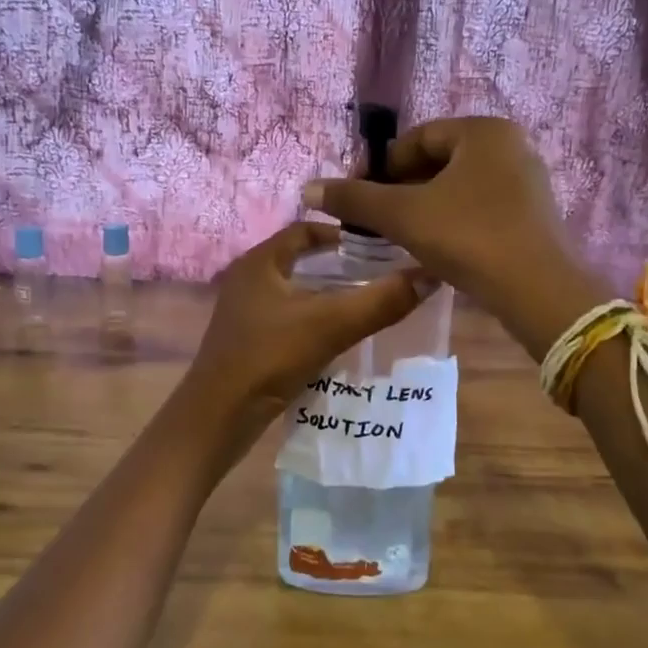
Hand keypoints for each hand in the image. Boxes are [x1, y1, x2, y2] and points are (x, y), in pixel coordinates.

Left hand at [187, 222, 429, 426]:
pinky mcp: (248, 341)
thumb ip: (381, 300)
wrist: (218, 417)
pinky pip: (288, 318)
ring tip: (368, 302)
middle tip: (380, 273)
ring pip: (295, 291)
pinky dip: (314, 319)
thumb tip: (429, 274)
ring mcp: (245, 312)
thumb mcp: (331, 324)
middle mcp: (249, 280)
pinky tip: (340, 335)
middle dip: (339, 265)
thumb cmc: (269, 357)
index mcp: (260, 262)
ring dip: (327, 294)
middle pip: (301, 260)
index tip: (378, 246)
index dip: (341, 234)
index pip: (304, 230)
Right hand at [302, 117, 601, 356]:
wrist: (538, 291)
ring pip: (458, 185)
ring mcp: (526, 180)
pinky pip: (480, 205)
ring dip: (423, 205)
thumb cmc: (468, 237)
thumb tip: (309, 188)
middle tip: (374, 218)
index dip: (380, 165)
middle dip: (401, 187)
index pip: (417, 138)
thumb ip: (355, 199)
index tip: (356, 194)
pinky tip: (433, 245)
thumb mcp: (404, 215)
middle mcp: (510, 146)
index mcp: (483, 131)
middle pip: (438, 160)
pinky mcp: (533, 213)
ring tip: (397, 233)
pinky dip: (451, 218)